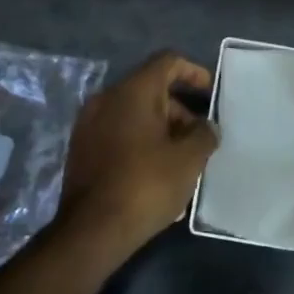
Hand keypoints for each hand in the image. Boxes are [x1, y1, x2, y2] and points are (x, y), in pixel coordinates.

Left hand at [60, 51, 217, 255]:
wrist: (91, 231)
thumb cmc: (146, 185)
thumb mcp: (188, 160)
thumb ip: (204, 134)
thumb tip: (206, 127)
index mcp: (133, 91)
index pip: (168, 62)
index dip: (194, 73)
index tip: (212, 94)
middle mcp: (106, 98)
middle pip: (151, 89)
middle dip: (180, 109)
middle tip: (200, 138)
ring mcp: (89, 124)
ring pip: (134, 113)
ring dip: (161, 128)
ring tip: (182, 160)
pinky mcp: (81, 149)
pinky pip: (118, 132)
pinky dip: (140, 141)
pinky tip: (156, 172)